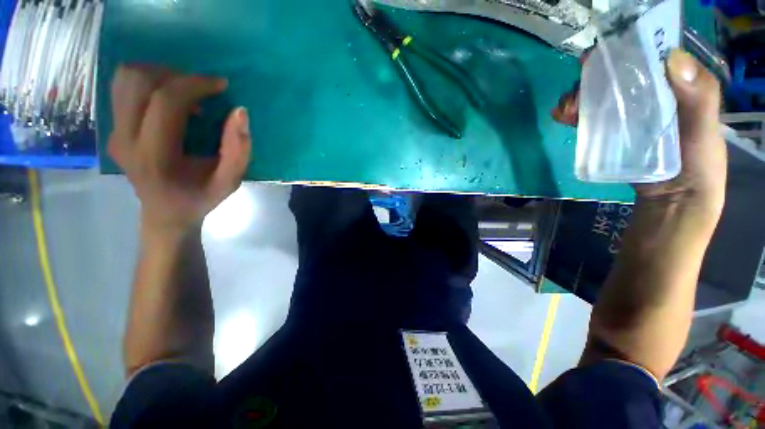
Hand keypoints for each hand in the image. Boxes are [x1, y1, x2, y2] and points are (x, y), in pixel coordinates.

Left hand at [108, 66, 251, 233]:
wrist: (166, 213)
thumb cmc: (201, 198)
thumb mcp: (230, 181)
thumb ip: (239, 149)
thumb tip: (239, 111)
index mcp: (155, 156)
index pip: (165, 102)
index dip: (195, 84)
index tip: (220, 85)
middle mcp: (126, 140)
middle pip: (139, 81)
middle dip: (177, 76)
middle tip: (202, 89)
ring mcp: (114, 133)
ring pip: (126, 78)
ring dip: (160, 75)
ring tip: (185, 91)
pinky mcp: (112, 129)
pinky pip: (123, 88)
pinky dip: (148, 82)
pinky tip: (168, 98)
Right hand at [553, 49, 726, 215]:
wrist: (673, 199)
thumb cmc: (696, 164)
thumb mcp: (706, 129)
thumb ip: (700, 98)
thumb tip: (672, 59)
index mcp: (672, 86)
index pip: (645, 59)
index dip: (623, 54)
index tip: (601, 57)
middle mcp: (647, 95)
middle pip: (616, 77)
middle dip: (592, 79)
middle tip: (576, 92)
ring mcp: (626, 115)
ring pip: (598, 96)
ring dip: (577, 97)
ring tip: (565, 110)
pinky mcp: (610, 134)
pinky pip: (589, 118)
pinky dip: (574, 114)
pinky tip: (562, 117)